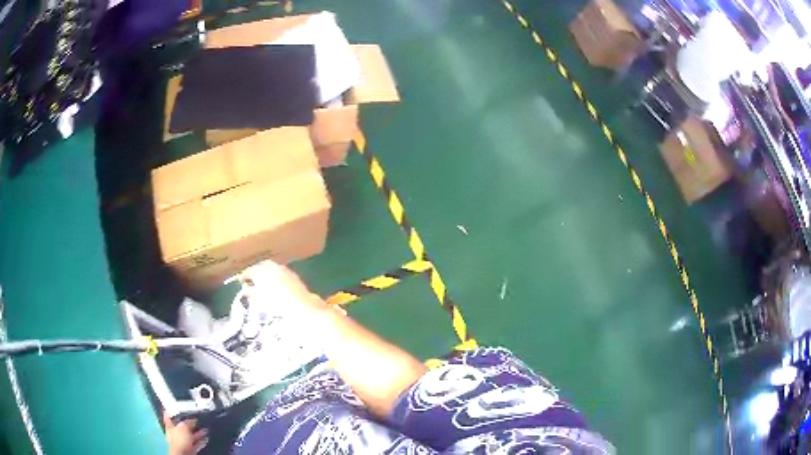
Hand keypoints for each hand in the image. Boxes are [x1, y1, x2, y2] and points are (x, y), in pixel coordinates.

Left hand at [163, 412, 207, 454]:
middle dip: (190, 422)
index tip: (177, 406)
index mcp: (170, 426)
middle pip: (182, 426)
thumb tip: (193, 419)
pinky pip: (196, 443)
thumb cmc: (179, 439)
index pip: (169, 416)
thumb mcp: (183, 427)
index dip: (172, 410)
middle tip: (197, 418)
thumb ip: (187, 422)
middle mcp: (175, 433)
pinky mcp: (190, 448)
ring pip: (191, 435)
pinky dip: (201, 440)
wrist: (183, 454)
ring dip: (198, 432)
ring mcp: (183, 441)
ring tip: (205, 428)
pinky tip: (206, 438)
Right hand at [238, 260, 329, 318]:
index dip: (244, 276)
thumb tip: (247, 290)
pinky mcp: (293, 275)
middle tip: (251, 279)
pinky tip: (275, 285)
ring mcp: (284, 269)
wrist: (302, 307)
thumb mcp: (261, 302)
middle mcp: (273, 267)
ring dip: (266, 273)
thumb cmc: (278, 305)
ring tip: (262, 283)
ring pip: (271, 268)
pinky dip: (275, 276)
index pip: (250, 270)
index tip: (240, 280)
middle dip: (255, 271)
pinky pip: (280, 272)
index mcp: (262, 271)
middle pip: (261, 266)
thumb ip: (252, 294)